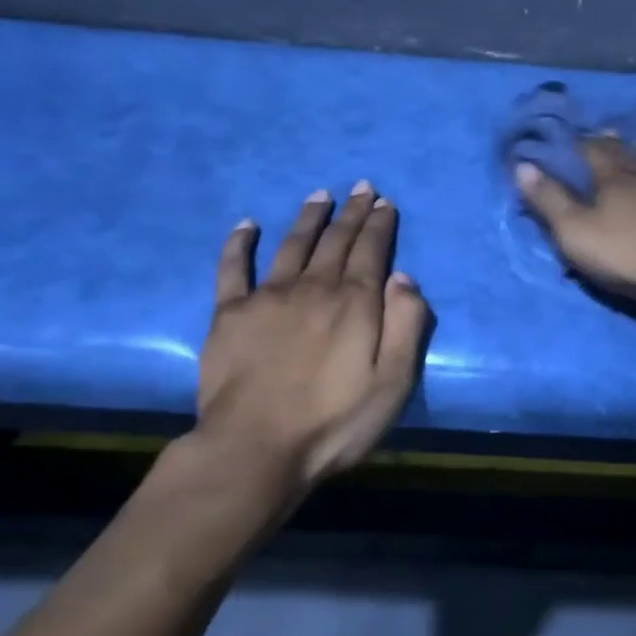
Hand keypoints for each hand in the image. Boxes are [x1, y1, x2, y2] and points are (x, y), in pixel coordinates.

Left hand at [165, 182, 431, 501]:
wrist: (254, 449)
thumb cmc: (334, 422)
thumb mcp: (394, 381)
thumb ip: (406, 325)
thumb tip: (403, 277)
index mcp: (354, 302)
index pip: (371, 250)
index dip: (379, 224)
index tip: (384, 202)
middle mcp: (313, 287)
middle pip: (336, 240)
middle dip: (352, 211)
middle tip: (361, 187)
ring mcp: (267, 297)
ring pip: (292, 244)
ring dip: (309, 217)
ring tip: (319, 195)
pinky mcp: (229, 314)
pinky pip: (233, 268)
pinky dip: (240, 244)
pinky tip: (246, 225)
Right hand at [514, 137, 635, 311]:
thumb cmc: (624, 254)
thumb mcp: (573, 231)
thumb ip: (549, 199)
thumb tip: (523, 165)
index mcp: (614, 179)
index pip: (593, 152)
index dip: (581, 143)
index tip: (573, 136)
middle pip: (629, 155)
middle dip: (615, 144)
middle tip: (609, 131)